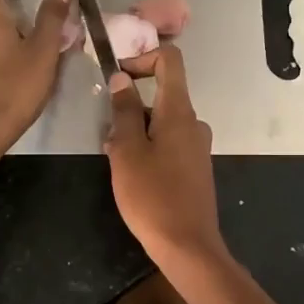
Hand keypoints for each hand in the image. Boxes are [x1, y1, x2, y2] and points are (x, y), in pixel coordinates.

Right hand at [104, 45, 222, 264]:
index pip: (170, 61)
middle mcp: (193, 123)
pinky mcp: (194, 167)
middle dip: (130, 106)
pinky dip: (147, 147)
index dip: (142, 58)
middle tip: (107, 134)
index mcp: (179, 112)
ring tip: (114, 159)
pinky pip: (168, 143)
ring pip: (160, 122)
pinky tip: (131, 174)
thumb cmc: (152, 196)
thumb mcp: (127, 151)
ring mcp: (196, 146)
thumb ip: (124, 112)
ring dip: (135, 130)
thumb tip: (122, 79)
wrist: (187, 246)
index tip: (117, 77)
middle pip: (161, 94)